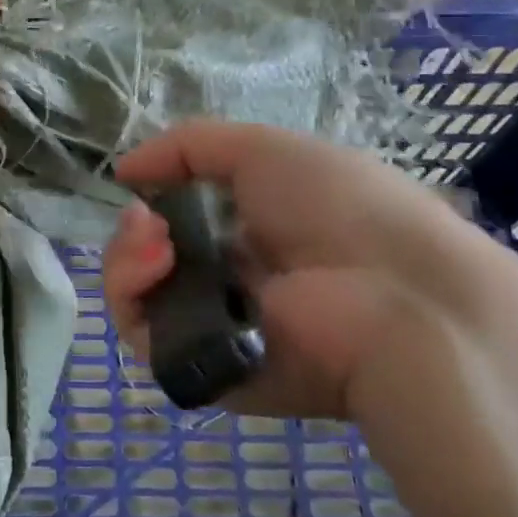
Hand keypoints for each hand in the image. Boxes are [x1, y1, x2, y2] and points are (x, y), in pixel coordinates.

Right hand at [102, 121, 472, 418]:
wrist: (394, 300)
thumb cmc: (338, 207)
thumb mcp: (264, 149)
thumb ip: (187, 146)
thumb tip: (124, 169)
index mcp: (261, 230)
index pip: (186, 219)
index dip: (159, 199)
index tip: (145, 183)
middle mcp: (236, 279)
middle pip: (153, 257)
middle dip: (134, 230)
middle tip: (144, 219)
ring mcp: (218, 326)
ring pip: (139, 295)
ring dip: (127, 258)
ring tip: (152, 240)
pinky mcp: (205, 370)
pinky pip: (143, 338)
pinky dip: (132, 296)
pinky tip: (157, 265)